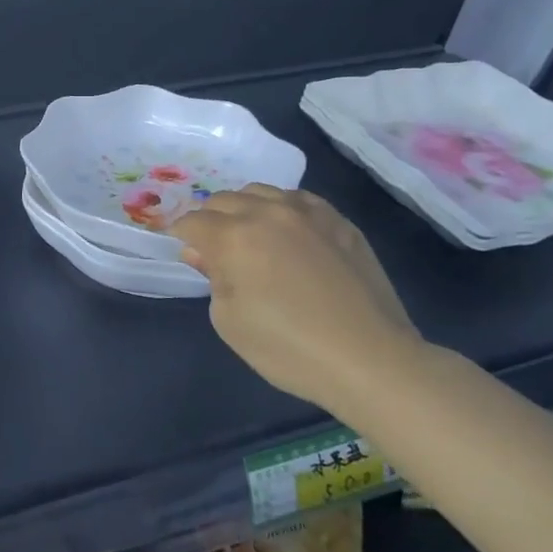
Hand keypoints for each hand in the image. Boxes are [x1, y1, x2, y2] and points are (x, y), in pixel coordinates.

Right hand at [171, 185, 426, 412]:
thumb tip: (204, 253)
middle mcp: (266, 213)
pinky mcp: (338, 221)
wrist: (371, 360)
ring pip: (259, 192)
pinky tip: (288, 233)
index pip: (191, 222)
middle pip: (222, 200)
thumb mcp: (229, 321)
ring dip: (245, 209)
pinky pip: (297, 199)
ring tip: (252, 237)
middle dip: (210, 221)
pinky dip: (281, 209)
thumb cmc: (289, 348)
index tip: (186, 255)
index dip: (181, 237)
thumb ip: (211, 277)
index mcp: (233, 237)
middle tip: (216, 251)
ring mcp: (307, 212)